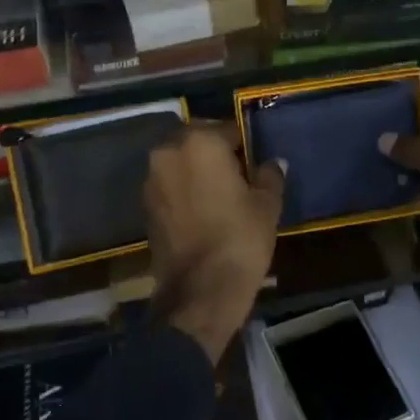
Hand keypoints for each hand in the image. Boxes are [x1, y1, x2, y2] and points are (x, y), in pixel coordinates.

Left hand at [145, 123, 284, 363]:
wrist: (200, 290)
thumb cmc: (240, 238)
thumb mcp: (267, 204)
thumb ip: (270, 175)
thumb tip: (273, 163)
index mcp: (200, 142)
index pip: (227, 129)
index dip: (244, 146)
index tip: (255, 164)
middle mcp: (168, 152)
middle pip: (197, 140)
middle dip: (215, 152)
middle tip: (238, 176)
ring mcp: (152, 179)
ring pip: (180, 162)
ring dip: (197, 170)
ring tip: (220, 195)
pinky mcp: (145, 205)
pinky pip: (170, 185)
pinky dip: (184, 189)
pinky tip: (203, 211)